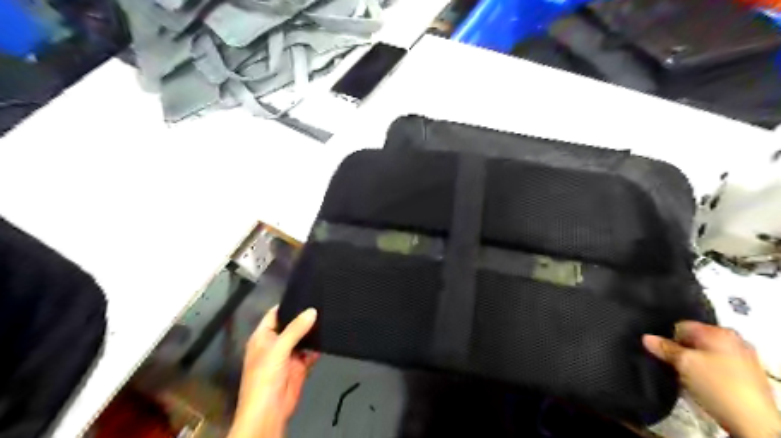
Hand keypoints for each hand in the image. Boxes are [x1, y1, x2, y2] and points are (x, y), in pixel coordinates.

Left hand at [228, 307, 318, 437]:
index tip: (307, 293)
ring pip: (303, 338)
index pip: (275, 314)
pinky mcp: (300, 366)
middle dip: (305, 317)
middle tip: (323, 302)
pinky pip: (311, 352)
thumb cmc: (265, 377)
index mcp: (263, 337)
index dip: (289, 304)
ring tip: (330, 314)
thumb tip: (312, 311)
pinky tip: (329, 337)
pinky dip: (318, 347)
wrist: (269, 412)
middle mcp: (275, 343)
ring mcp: (288, 355)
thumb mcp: (278, 349)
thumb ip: (296, 329)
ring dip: (313, 331)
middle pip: (292, 325)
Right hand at [643, 322, 776, 436]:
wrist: (753, 422)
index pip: (682, 326)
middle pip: (696, 339)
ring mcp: (744, 358)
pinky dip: (707, 371)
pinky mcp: (748, 376)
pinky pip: (718, 366)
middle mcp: (734, 340)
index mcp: (720, 331)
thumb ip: (664, 348)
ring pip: (706, 354)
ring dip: (694, 362)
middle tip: (673, 363)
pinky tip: (702, 383)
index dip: (668, 338)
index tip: (663, 352)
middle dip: (682, 349)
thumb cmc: (717, 386)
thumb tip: (646, 338)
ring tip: (686, 375)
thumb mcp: (683, 364)